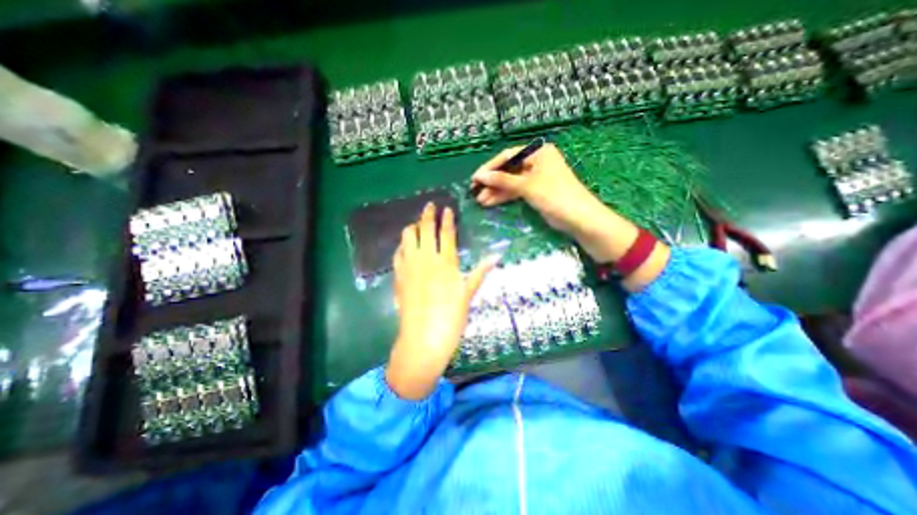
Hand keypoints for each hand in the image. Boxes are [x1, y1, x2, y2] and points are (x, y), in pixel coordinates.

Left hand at [387, 203, 500, 400]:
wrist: (423, 338)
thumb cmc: (451, 318)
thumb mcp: (468, 294)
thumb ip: (480, 272)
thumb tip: (496, 256)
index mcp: (446, 262)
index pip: (446, 233)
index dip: (447, 219)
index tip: (446, 208)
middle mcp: (426, 258)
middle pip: (425, 229)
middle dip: (427, 214)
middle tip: (429, 206)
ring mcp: (409, 266)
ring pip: (407, 237)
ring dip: (413, 228)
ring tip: (417, 225)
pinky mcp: (398, 275)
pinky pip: (398, 253)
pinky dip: (402, 246)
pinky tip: (406, 247)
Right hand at [469, 142, 605, 234]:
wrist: (577, 218)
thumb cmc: (554, 195)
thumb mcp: (526, 186)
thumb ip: (502, 180)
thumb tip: (479, 176)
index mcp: (538, 152)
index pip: (508, 156)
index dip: (490, 167)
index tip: (475, 179)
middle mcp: (536, 161)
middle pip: (508, 170)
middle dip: (492, 182)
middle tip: (475, 192)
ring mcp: (535, 177)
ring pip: (511, 182)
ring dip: (496, 191)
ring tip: (480, 201)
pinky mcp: (535, 191)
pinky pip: (516, 191)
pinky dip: (504, 196)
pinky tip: (490, 203)